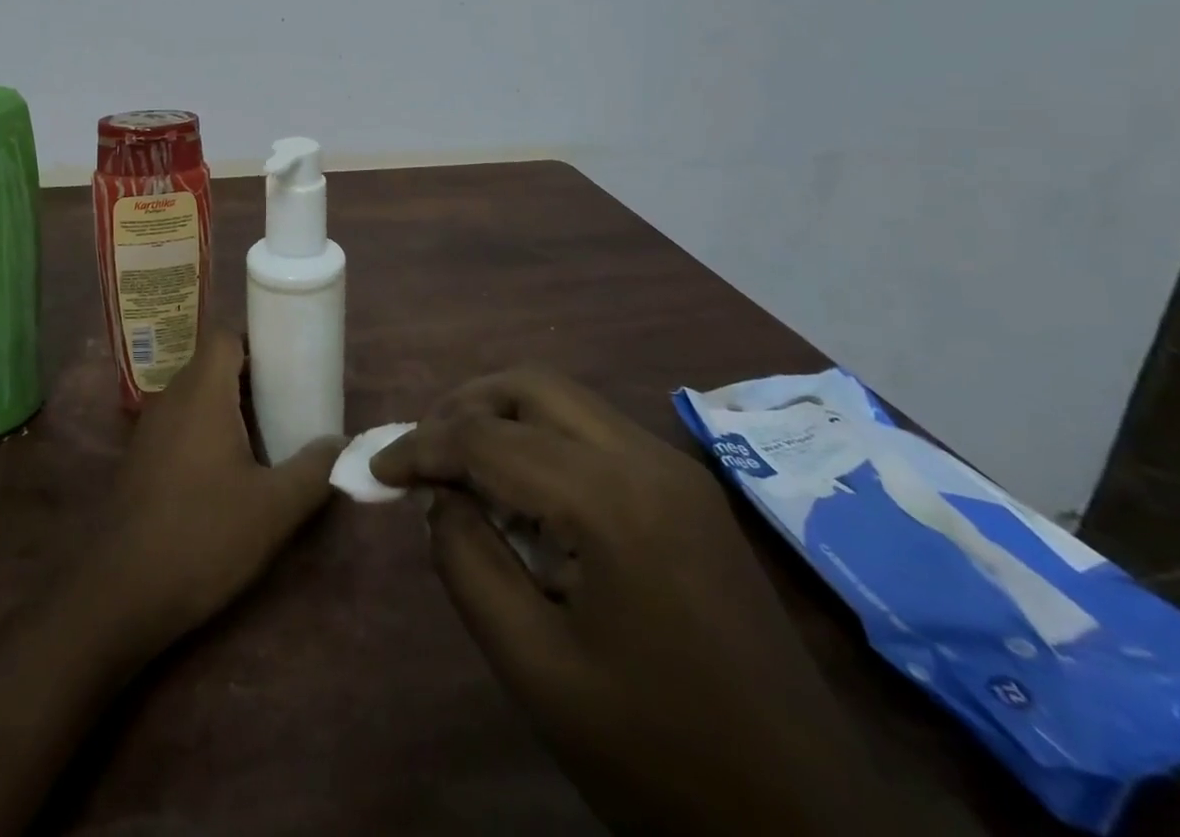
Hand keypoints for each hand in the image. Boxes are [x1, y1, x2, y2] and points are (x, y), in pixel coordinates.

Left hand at [79, 329, 341, 648]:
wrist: (120, 593)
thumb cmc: (203, 536)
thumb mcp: (274, 508)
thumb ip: (314, 470)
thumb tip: (342, 444)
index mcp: (202, 393)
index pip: (225, 337)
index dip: (257, 342)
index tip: (289, 366)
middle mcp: (171, 399)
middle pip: (212, 365)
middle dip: (251, 377)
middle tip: (288, 403)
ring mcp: (149, 429)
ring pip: (195, 396)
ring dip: (228, 406)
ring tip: (265, 436)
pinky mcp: (140, 459)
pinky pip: (179, 423)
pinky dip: (206, 430)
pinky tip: (227, 472)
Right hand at [371, 367, 912, 836]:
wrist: (804, 823)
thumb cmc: (656, 754)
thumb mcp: (535, 668)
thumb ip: (468, 563)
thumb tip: (442, 498)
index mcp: (610, 500)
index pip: (488, 438)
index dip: (419, 447)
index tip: (375, 470)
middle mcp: (647, 459)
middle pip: (530, 387)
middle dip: (463, 407)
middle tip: (421, 453)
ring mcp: (676, 470)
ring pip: (565, 401)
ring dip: (503, 418)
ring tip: (463, 468)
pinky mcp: (689, 492)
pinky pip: (596, 434)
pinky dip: (543, 441)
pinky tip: (526, 495)